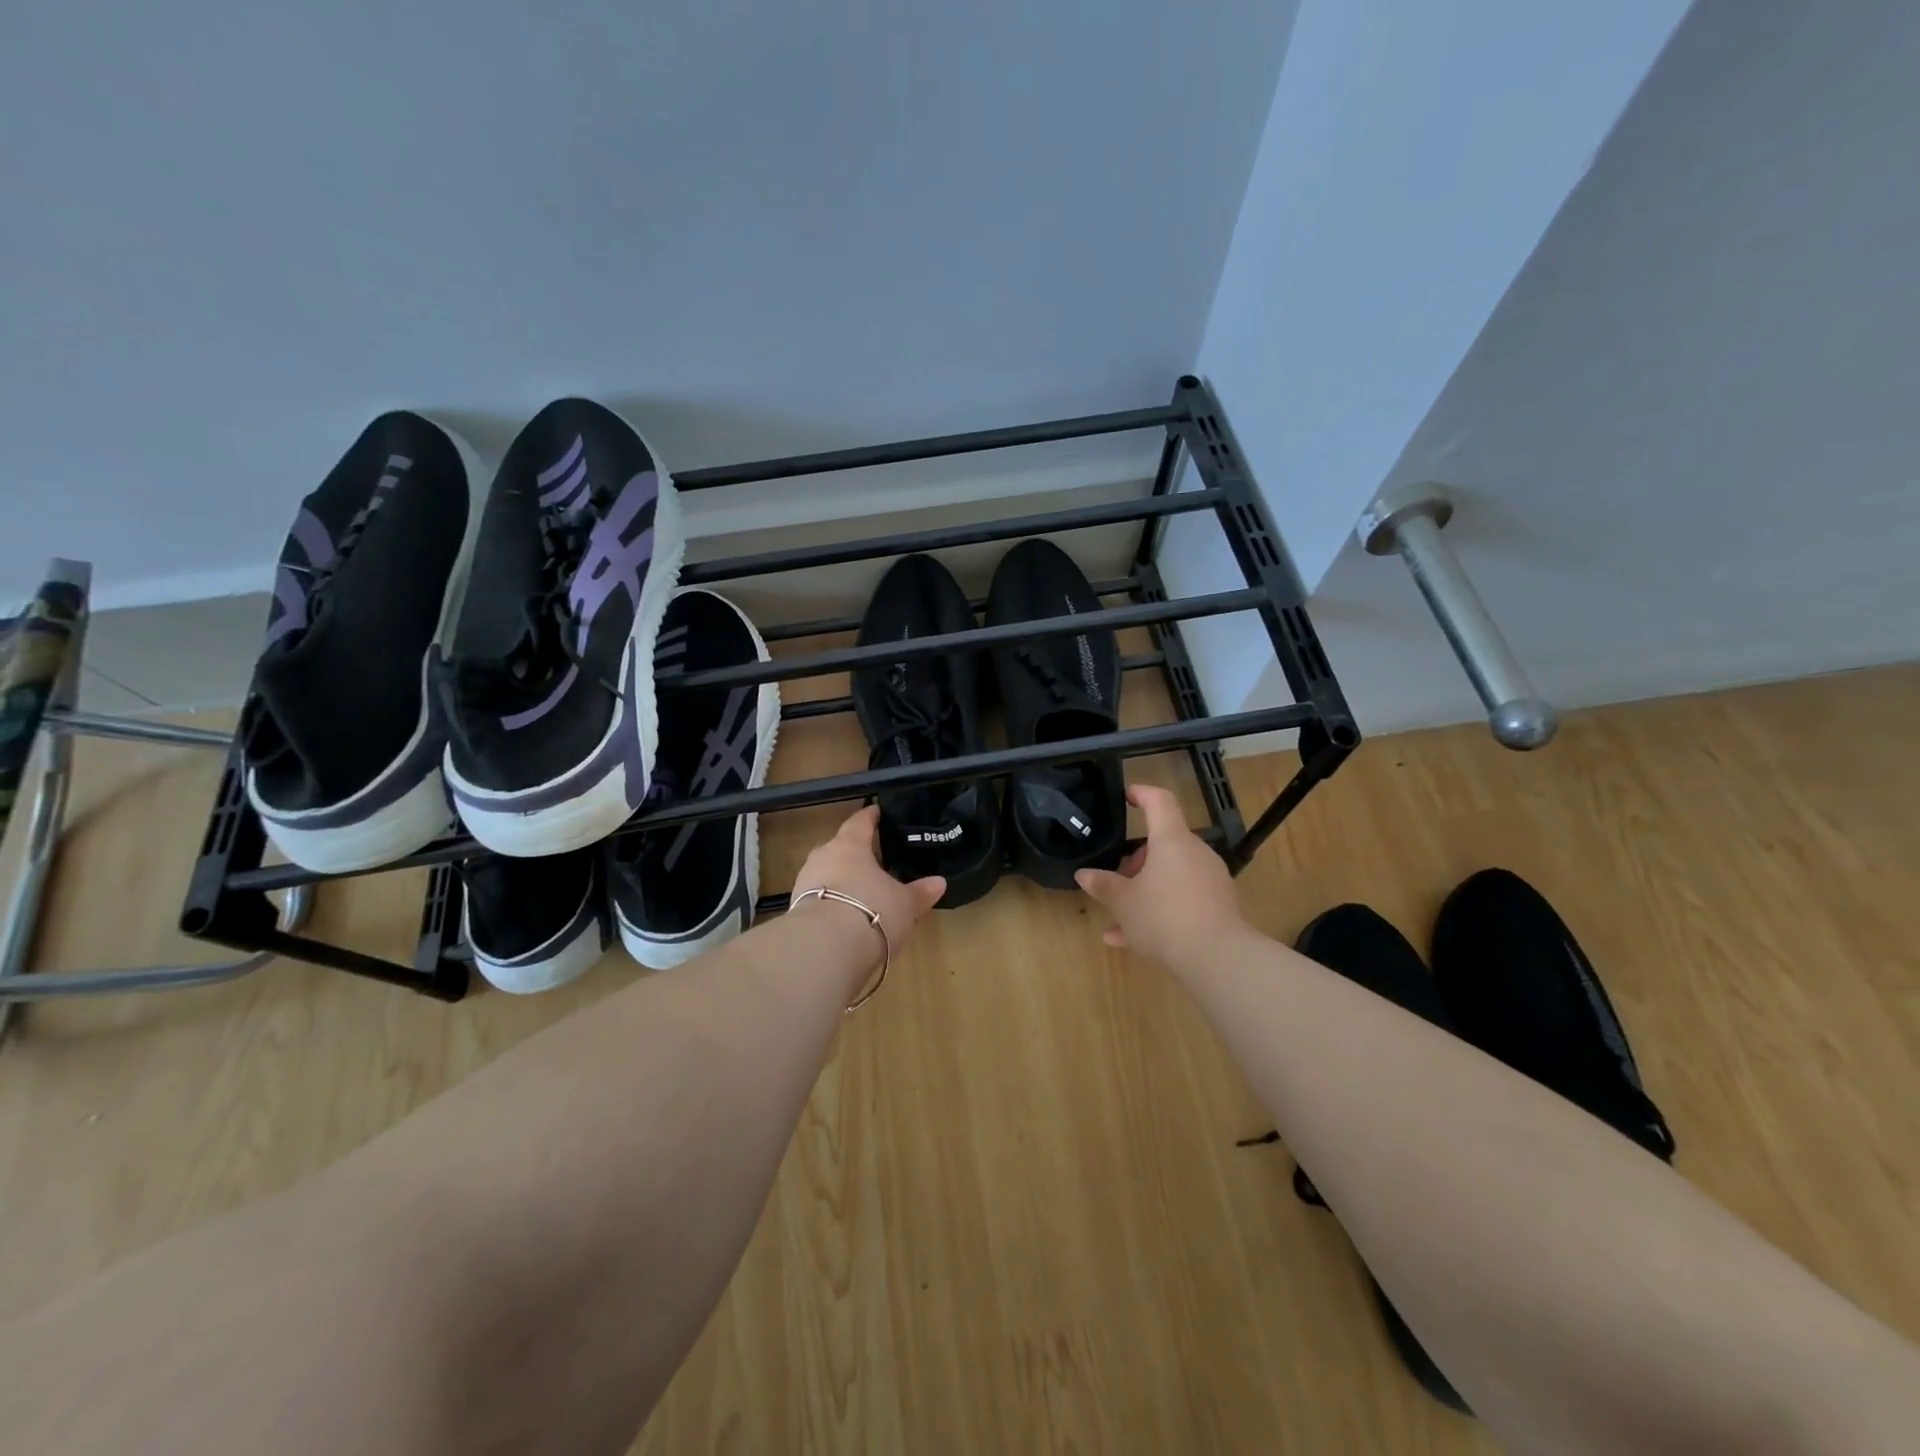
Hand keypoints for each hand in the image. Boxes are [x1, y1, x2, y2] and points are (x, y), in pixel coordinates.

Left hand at [791, 805, 945, 956]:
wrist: (824, 948)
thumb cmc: (872, 910)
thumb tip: (939, 882)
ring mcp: (805, 884)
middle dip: (854, 853)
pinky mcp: (796, 911)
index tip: (877, 811)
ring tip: (860, 891)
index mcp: (849, 845)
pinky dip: (831, 904)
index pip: (860, 822)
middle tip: (872, 860)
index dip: (870, 817)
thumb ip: (920, 892)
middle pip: (839, 848)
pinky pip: (818, 899)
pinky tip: (844, 916)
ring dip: (841, 881)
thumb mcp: (905, 904)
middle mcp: (823, 857)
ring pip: (826, 874)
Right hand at [1075, 784, 1247, 970]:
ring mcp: (1210, 880)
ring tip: (1118, 918)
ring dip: (1145, 889)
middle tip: (1116, 879)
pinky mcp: (1218, 906)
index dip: (1142, 793)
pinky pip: (1183, 899)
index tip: (1127, 795)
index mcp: (1172, 841)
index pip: (1159, 802)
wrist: (1218, 959)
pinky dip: (1161, 910)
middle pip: (1164, 843)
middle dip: (1136, 860)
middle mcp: (1195, 853)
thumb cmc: (1163, 917)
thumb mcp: (1123, 902)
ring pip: (1171, 875)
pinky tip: (1132, 939)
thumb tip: (1083, 874)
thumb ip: (1103, 885)